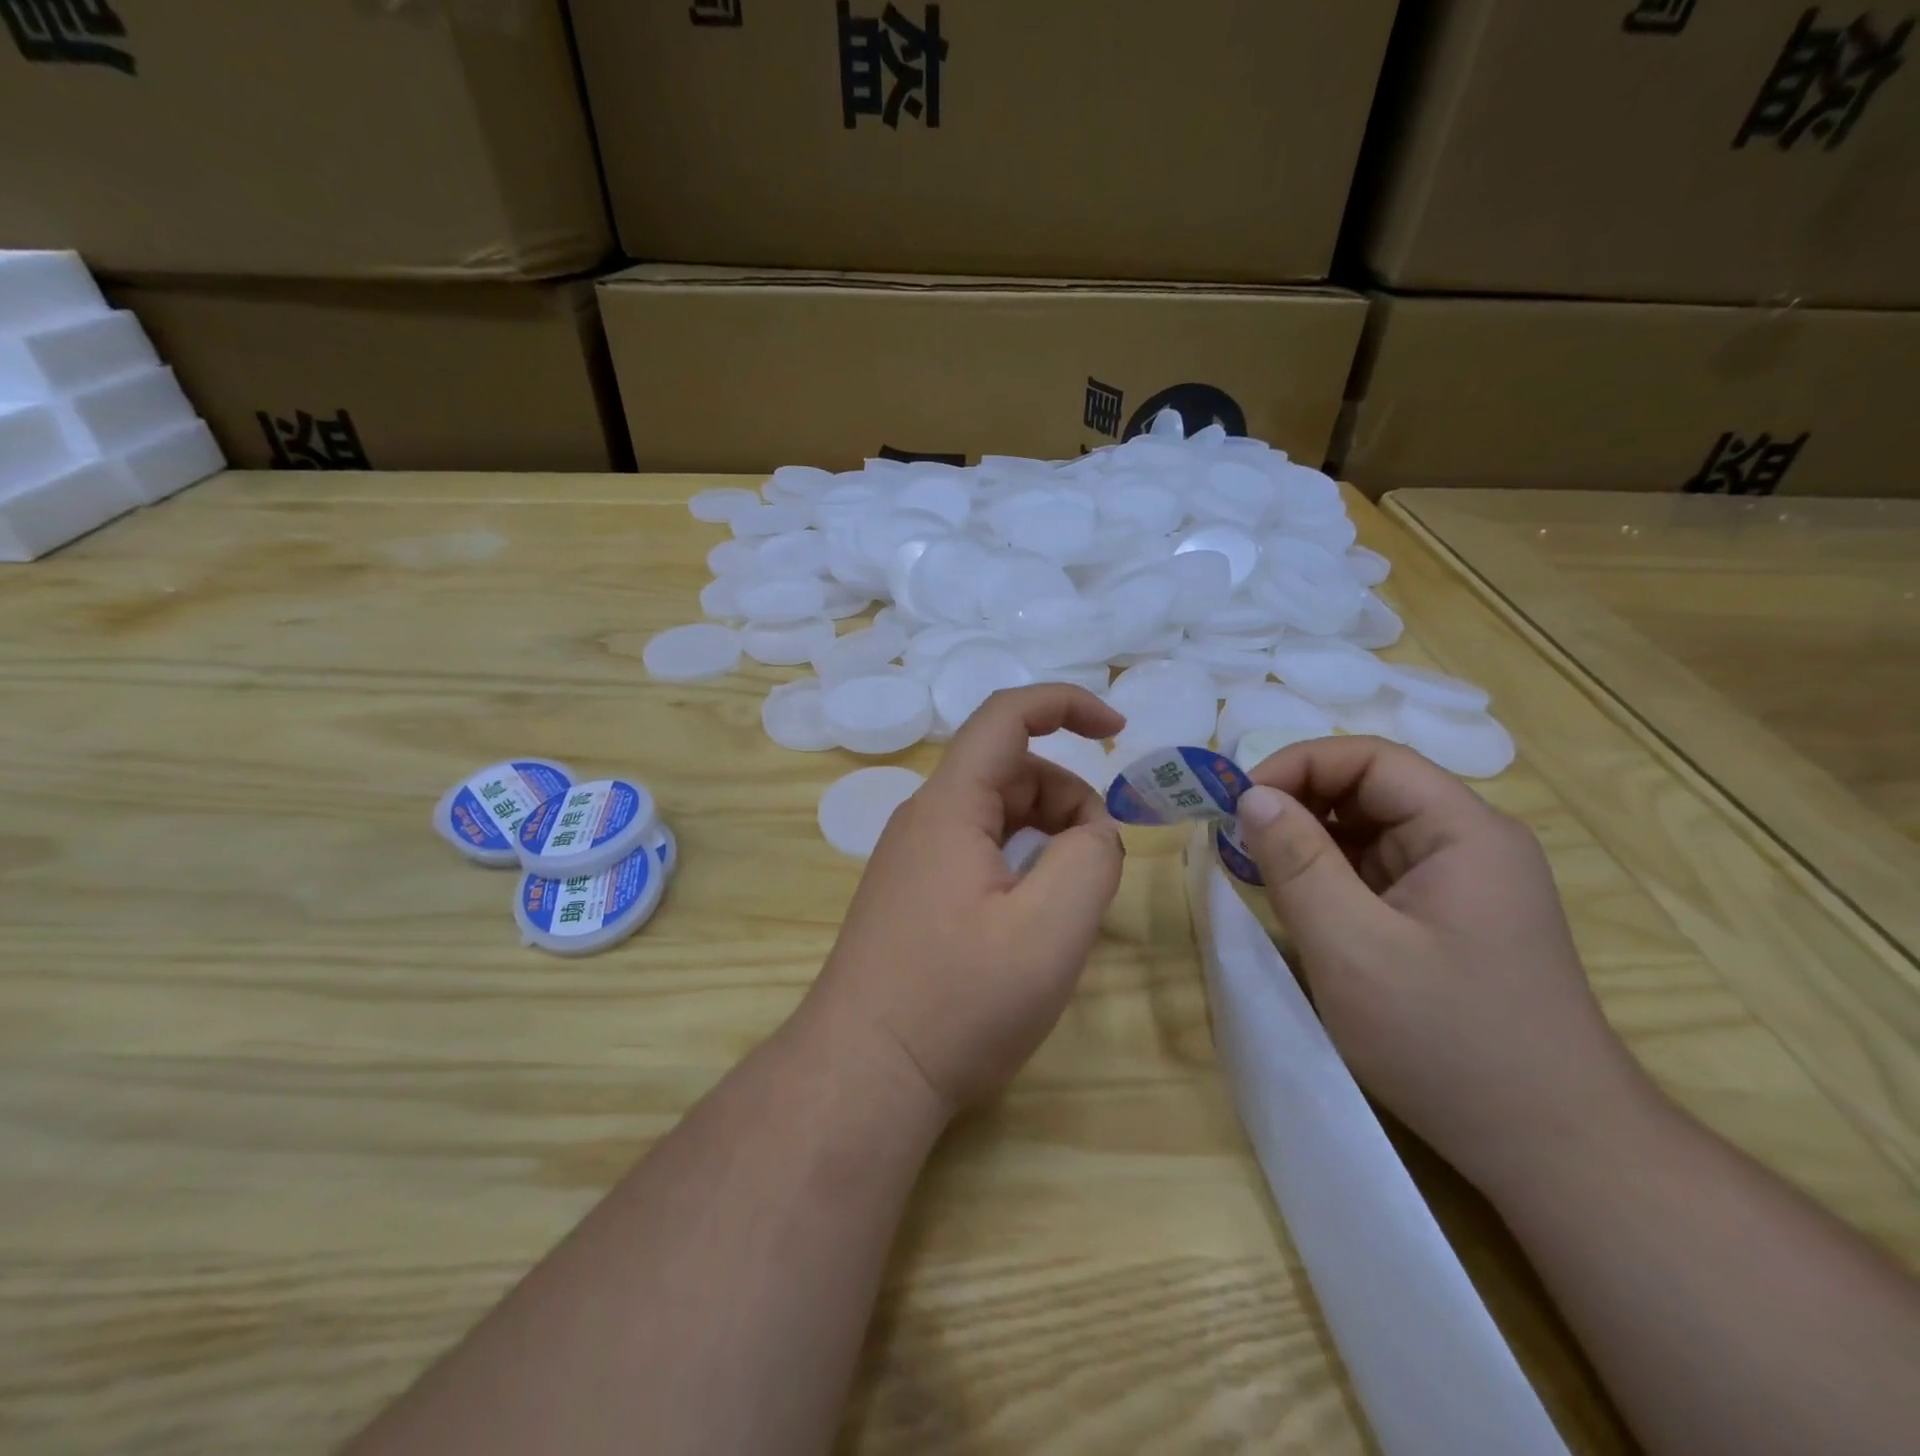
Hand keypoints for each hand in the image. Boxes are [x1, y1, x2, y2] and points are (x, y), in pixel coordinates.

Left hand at [804, 685, 1126, 1118]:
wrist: (864, 1076)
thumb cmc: (957, 1001)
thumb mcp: (1050, 930)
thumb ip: (1091, 859)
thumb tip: (1092, 835)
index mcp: (948, 807)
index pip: (1005, 716)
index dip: (1065, 704)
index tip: (1118, 732)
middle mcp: (924, 820)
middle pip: (1009, 774)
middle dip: (1067, 802)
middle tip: (1096, 870)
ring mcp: (913, 860)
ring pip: (997, 818)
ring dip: (1046, 841)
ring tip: (1065, 909)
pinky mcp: (913, 895)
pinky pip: (979, 854)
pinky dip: (1020, 868)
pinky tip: (1030, 925)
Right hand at [1232, 737, 1661, 1193]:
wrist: (1552, 1149)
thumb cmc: (1448, 1042)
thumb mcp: (1351, 947)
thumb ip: (1296, 863)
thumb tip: (1250, 796)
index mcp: (1463, 832)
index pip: (1371, 759)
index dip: (1298, 765)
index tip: (1239, 802)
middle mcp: (1469, 843)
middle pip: (1370, 790)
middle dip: (1298, 803)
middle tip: (1236, 837)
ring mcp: (1460, 882)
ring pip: (1369, 831)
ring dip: (1308, 841)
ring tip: (1255, 868)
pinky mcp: (1445, 918)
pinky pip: (1375, 872)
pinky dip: (1328, 875)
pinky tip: (1296, 900)